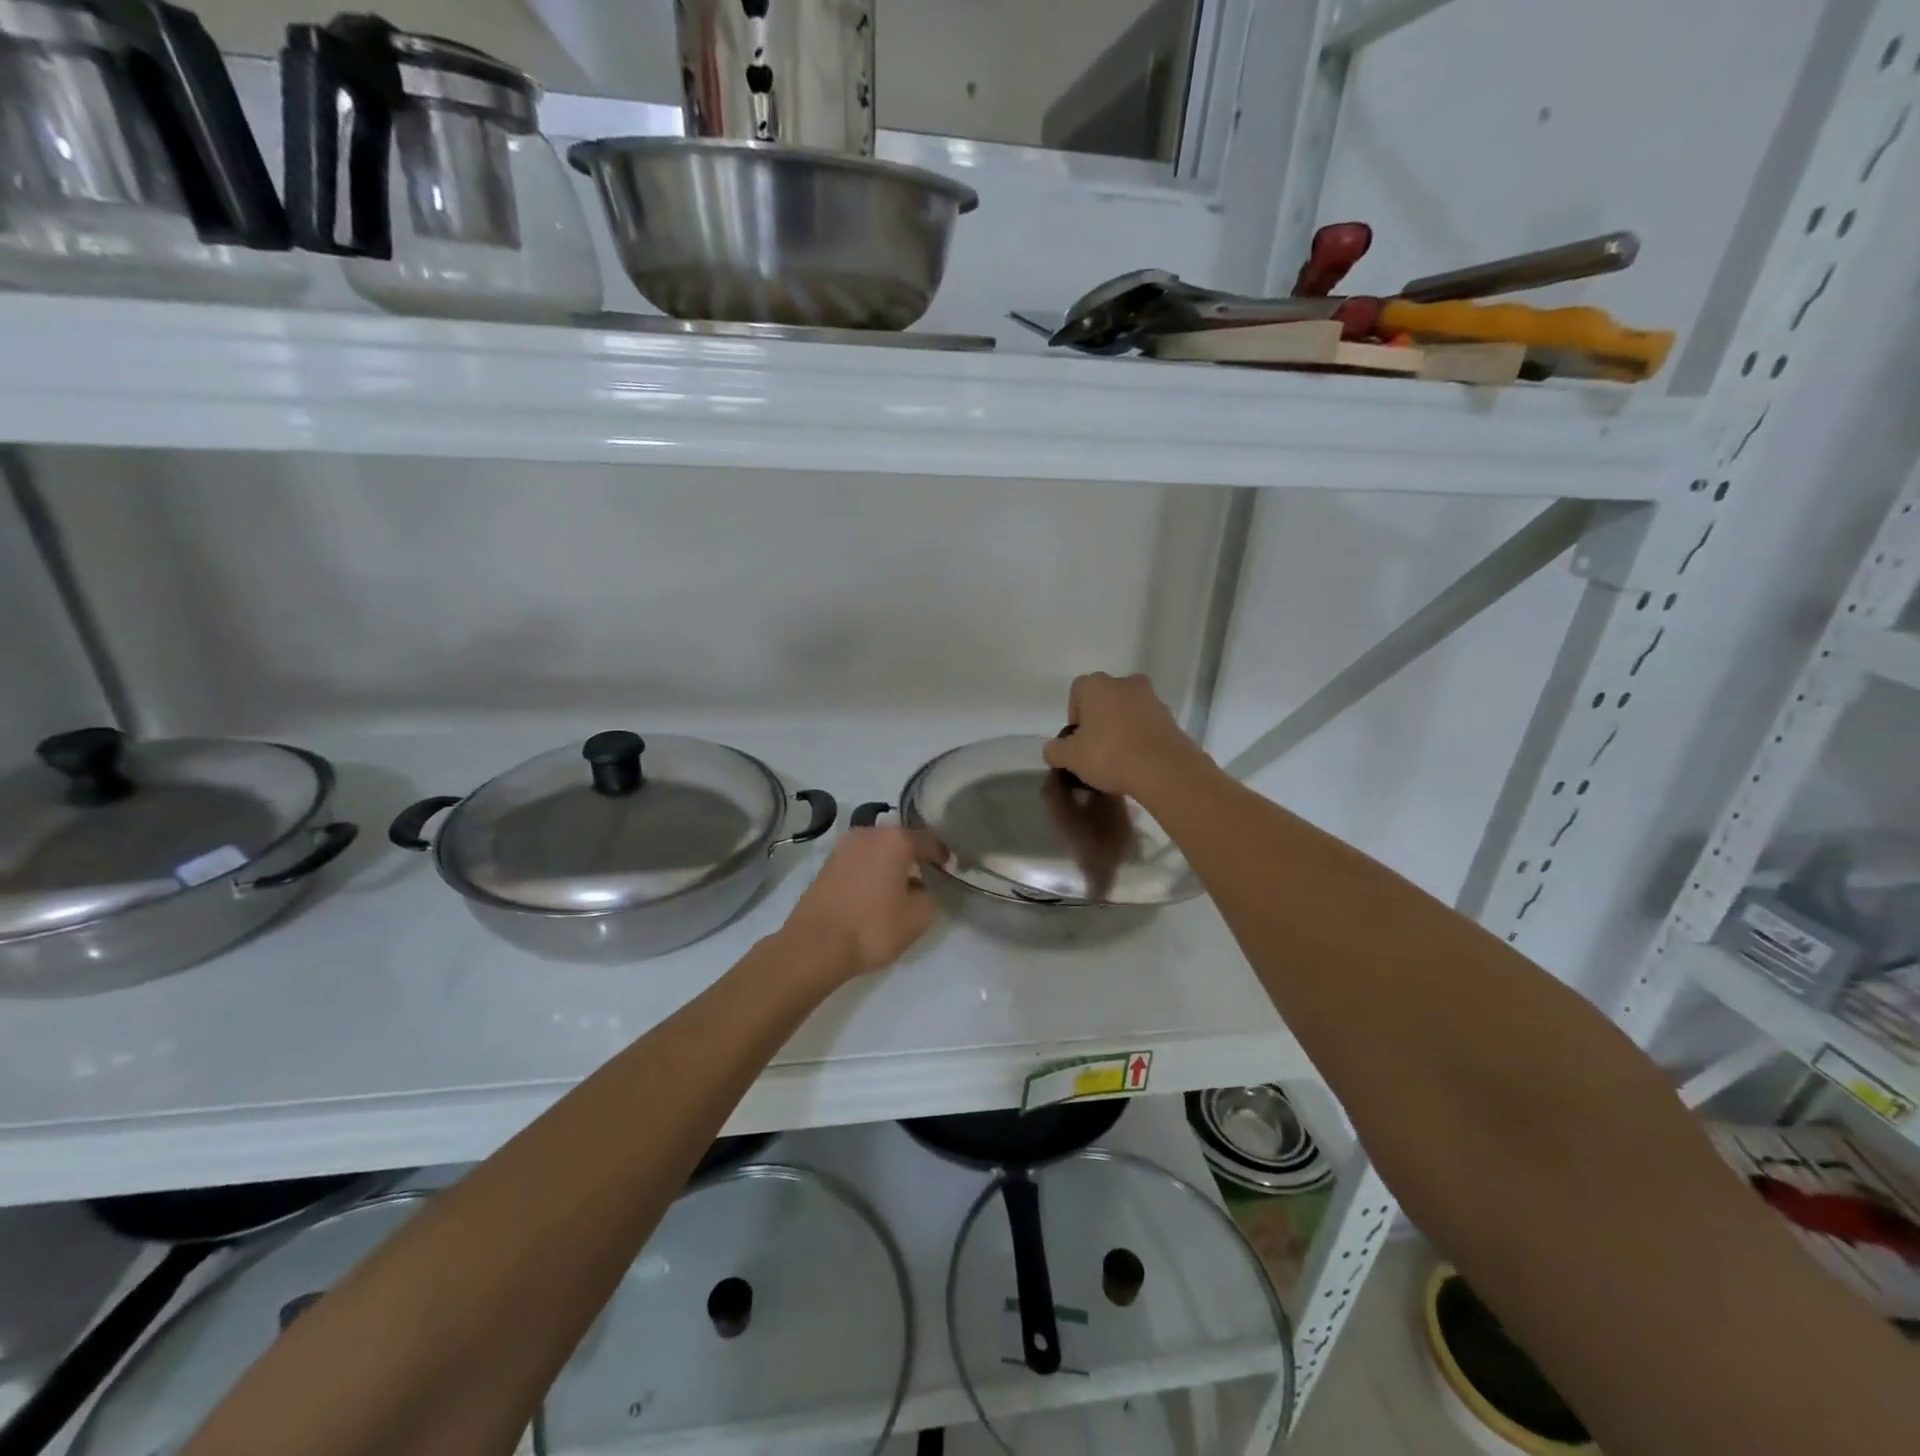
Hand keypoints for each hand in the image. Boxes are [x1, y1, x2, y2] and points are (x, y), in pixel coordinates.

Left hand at [780, 823, 944, 983]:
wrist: (815, 945)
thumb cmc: (873, 927)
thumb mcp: (918, 917)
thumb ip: (929, 896)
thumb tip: (919, 887)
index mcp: (895, 839)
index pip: (928, 840)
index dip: (943, 854)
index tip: (951, 867)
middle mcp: (869, 833)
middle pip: (900, 839)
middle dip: (914, 855)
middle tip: (927, 874)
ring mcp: (843, 847)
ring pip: (877, 849)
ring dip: (890, 862)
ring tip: (900, 884)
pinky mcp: (827, 864)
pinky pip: (859, 861)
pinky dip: (871, 870)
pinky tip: (876, 891)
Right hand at [1042, 672, 1207, 800]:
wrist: (1164, 770)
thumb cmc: (1110, 755)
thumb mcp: (1071, 758)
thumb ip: (1055, 750)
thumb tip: (1052, 749)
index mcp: (1097, 685)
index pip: (1077, 692)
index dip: (1074, 716)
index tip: (1077, 741)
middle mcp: (1125, 682)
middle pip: (1104, 699)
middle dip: (1098, 719)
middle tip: (1095, 748)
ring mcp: (1151, 697)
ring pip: (1127, 709)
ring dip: (1121, 726)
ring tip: (1118, 757)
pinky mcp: (1170, 716)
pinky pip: (1146, 723)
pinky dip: (1140, 735)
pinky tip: (1137, 759)